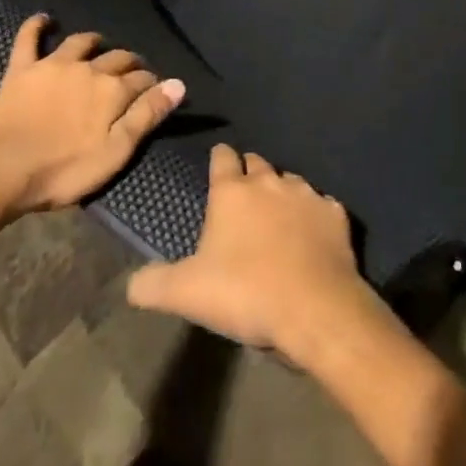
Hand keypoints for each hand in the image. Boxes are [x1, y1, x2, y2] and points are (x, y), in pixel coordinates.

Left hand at [0, 15, 185, 213]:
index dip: (151, 83)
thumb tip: (178, 84)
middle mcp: (88, 68)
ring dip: (92, 42)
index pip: (141, 79)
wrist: (4, 170)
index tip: (155, 89)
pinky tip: (43, 19)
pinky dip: (36, 26)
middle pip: (116, 57)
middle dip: (128, 61)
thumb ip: (147, 115)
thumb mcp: (115, 152)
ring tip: (98, 45)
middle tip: (131, 71)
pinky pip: (29, 39)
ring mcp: (54, 65)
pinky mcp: (23, 69)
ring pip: (79, 43)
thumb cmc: (64, 170)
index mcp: (112, 90)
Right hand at [127, 144, 387, 358]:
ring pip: (290, 181)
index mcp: (232, 192)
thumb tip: (130, 283)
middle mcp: (270, 181)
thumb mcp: (187, 294)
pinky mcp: (335, 213)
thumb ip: (154, 284)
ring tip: (277, 217)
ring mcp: (306, 194)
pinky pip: (322, 206)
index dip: (219, 160)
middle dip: (249, 173)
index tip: (217, 164)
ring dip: (282, 193)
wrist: (315, 307)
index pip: (223, 158)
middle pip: (257, 163)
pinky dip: (315, 216)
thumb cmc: (245, 292)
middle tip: (243, 196)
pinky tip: (312, 235)